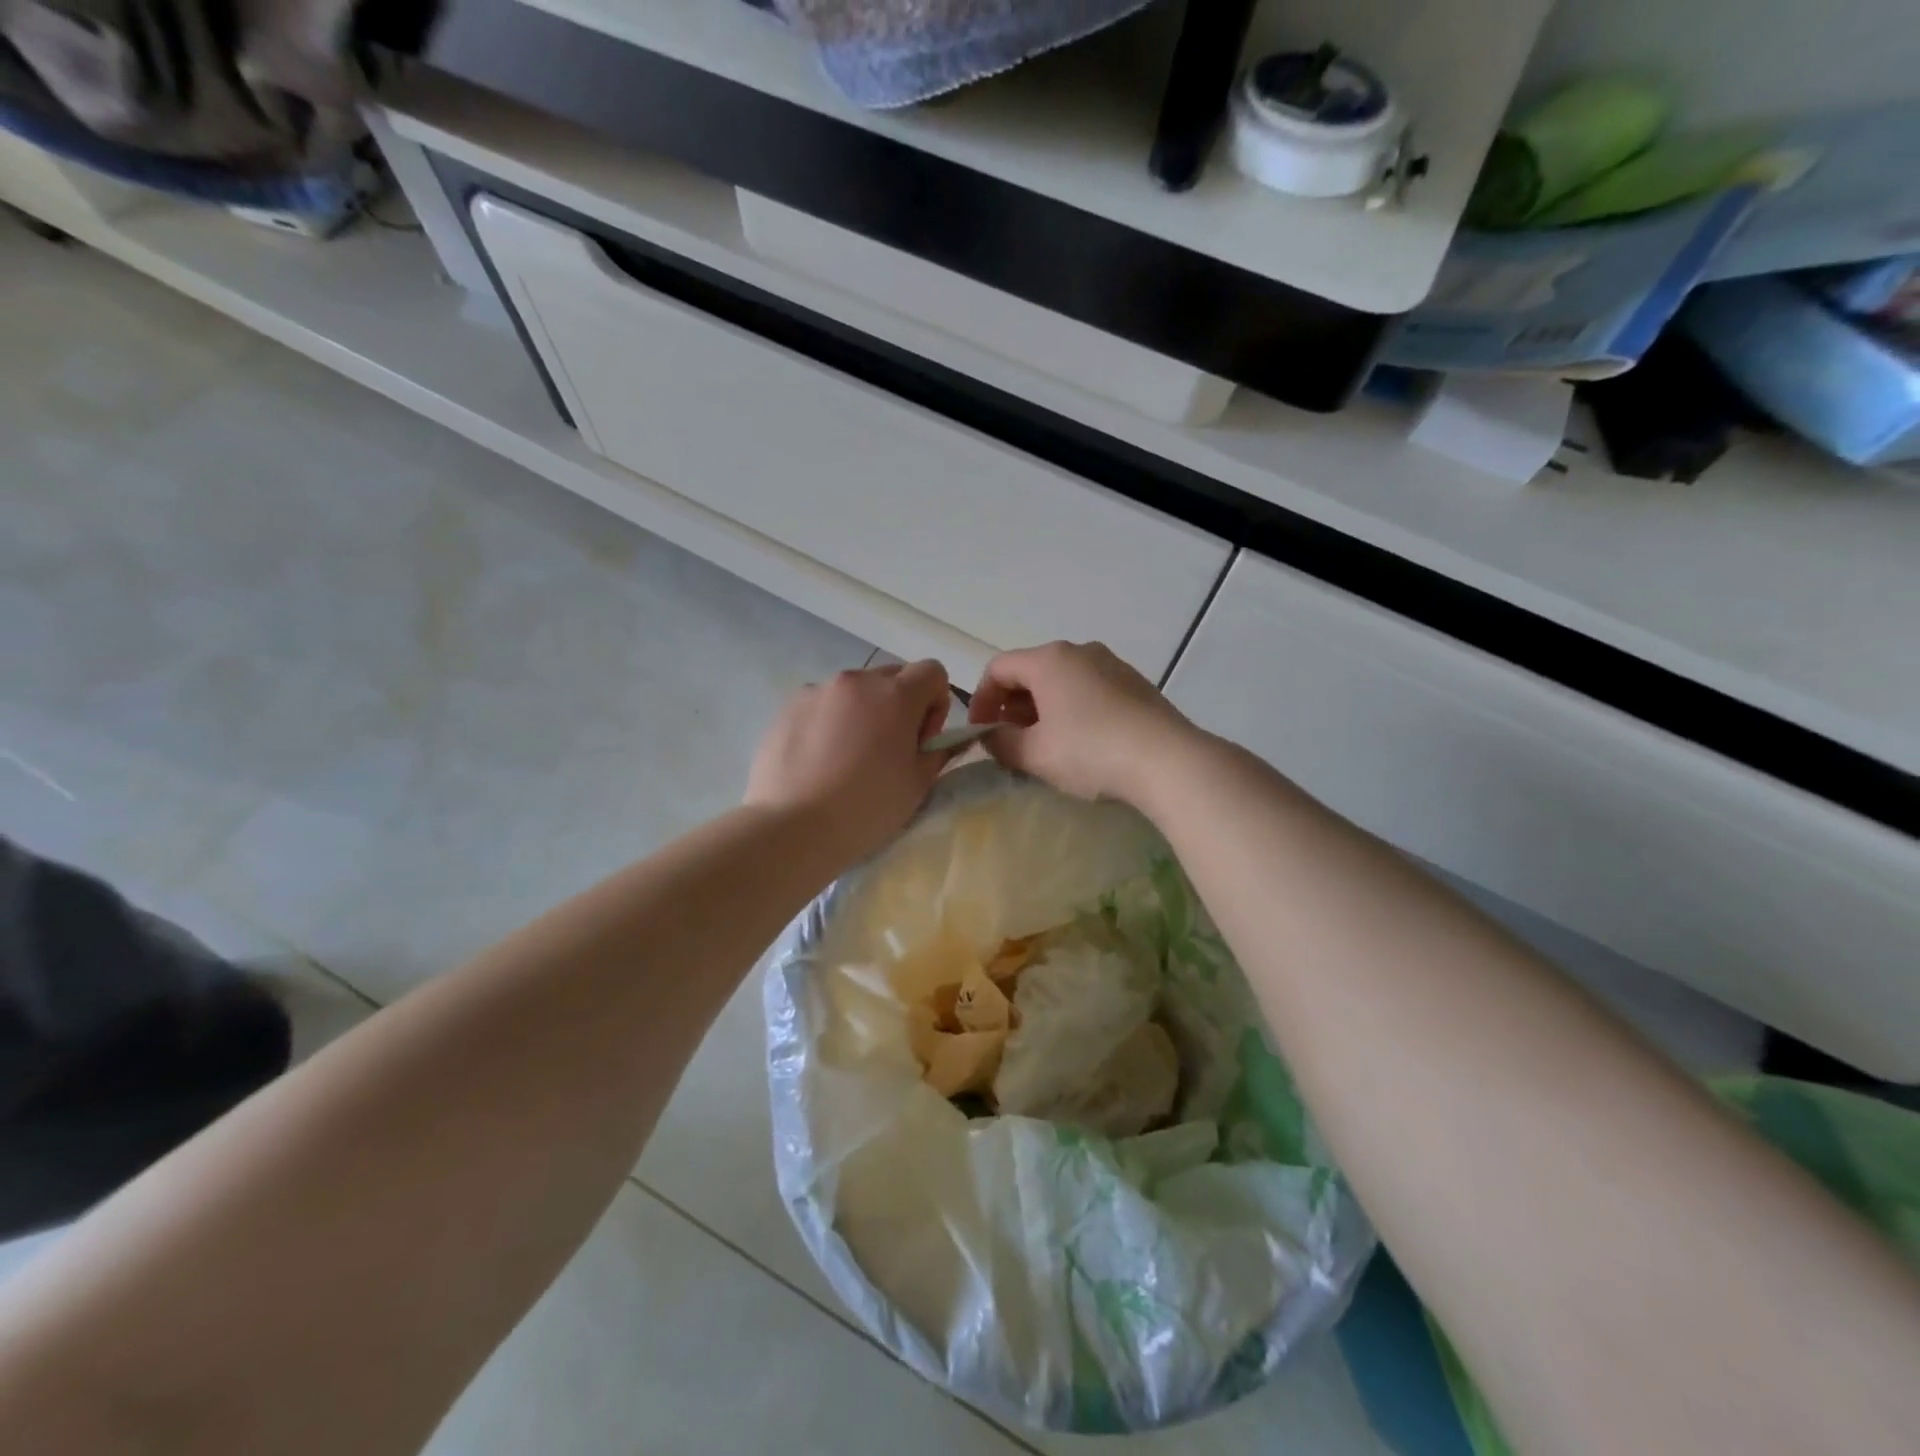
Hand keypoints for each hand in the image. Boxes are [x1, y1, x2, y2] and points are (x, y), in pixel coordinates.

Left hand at [745, 660, 954, 862]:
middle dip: (900, 706)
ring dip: (863, 713)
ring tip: (848, 759)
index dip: (936, 703)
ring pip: (854, 692)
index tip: (922, 740)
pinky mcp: (787, 708)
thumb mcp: (918, 784)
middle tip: (889, 750)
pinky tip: (819, 762)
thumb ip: (939, 752)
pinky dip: (830, 723)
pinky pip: (822, 705)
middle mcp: (856, 681)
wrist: (792, 828)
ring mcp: (817, 691)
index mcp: (895, 695)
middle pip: (892, 677)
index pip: (932, 671)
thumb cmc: (866, 808)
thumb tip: (945, 740)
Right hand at [967, 642, 1198, 804]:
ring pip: (1062, 681)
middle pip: (1031, 671)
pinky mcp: (1135, 683)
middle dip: (1012, 706)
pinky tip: (1082, 743)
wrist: (1168, 761)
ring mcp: (1112, 664)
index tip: (981, 733)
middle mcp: (1079, 651)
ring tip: (1045, 745)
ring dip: (1043, 708)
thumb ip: (1001, 743)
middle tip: (1010, 741)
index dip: (981, 700)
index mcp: (1048, 660)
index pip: (998, 668)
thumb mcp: (1034, 754)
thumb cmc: (1090, 752)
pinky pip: (1090, 689)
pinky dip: (1073, 709)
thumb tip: (992, 736)